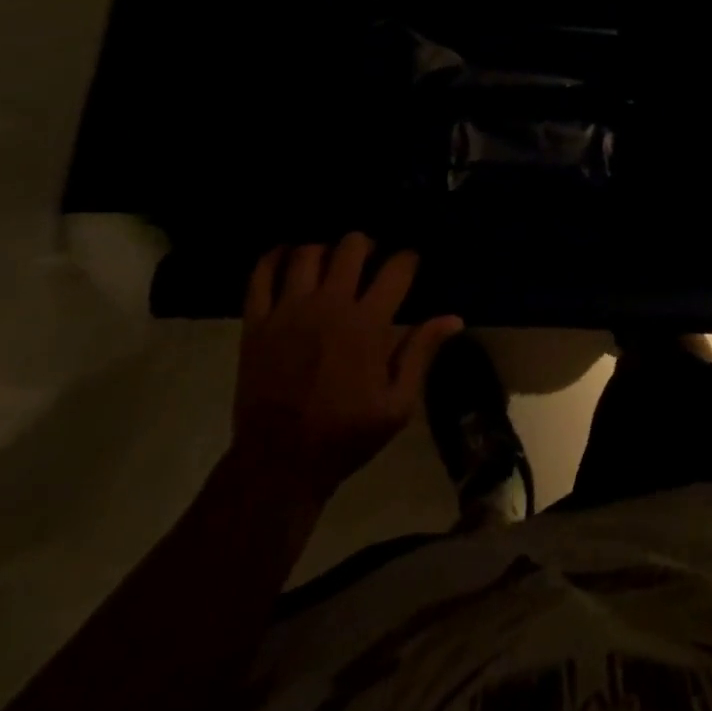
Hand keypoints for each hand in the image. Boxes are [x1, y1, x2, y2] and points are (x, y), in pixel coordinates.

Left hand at [232, 233, 462, 499]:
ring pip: (308, 253)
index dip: (408, 259)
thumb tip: (454, 318)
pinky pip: (261, 275)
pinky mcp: (257, 323)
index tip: (410, 264)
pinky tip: (287, 257)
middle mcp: (330, 306)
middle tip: (370, 259)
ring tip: (331, 262)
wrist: (279, 465)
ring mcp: (289, 311)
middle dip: (367, 245)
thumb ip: (421, 353)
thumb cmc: (345, 434)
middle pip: (351, 246)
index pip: (397, 268)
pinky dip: (274, 258)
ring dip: (325, 250)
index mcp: (367, 324)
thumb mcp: (397, 404)